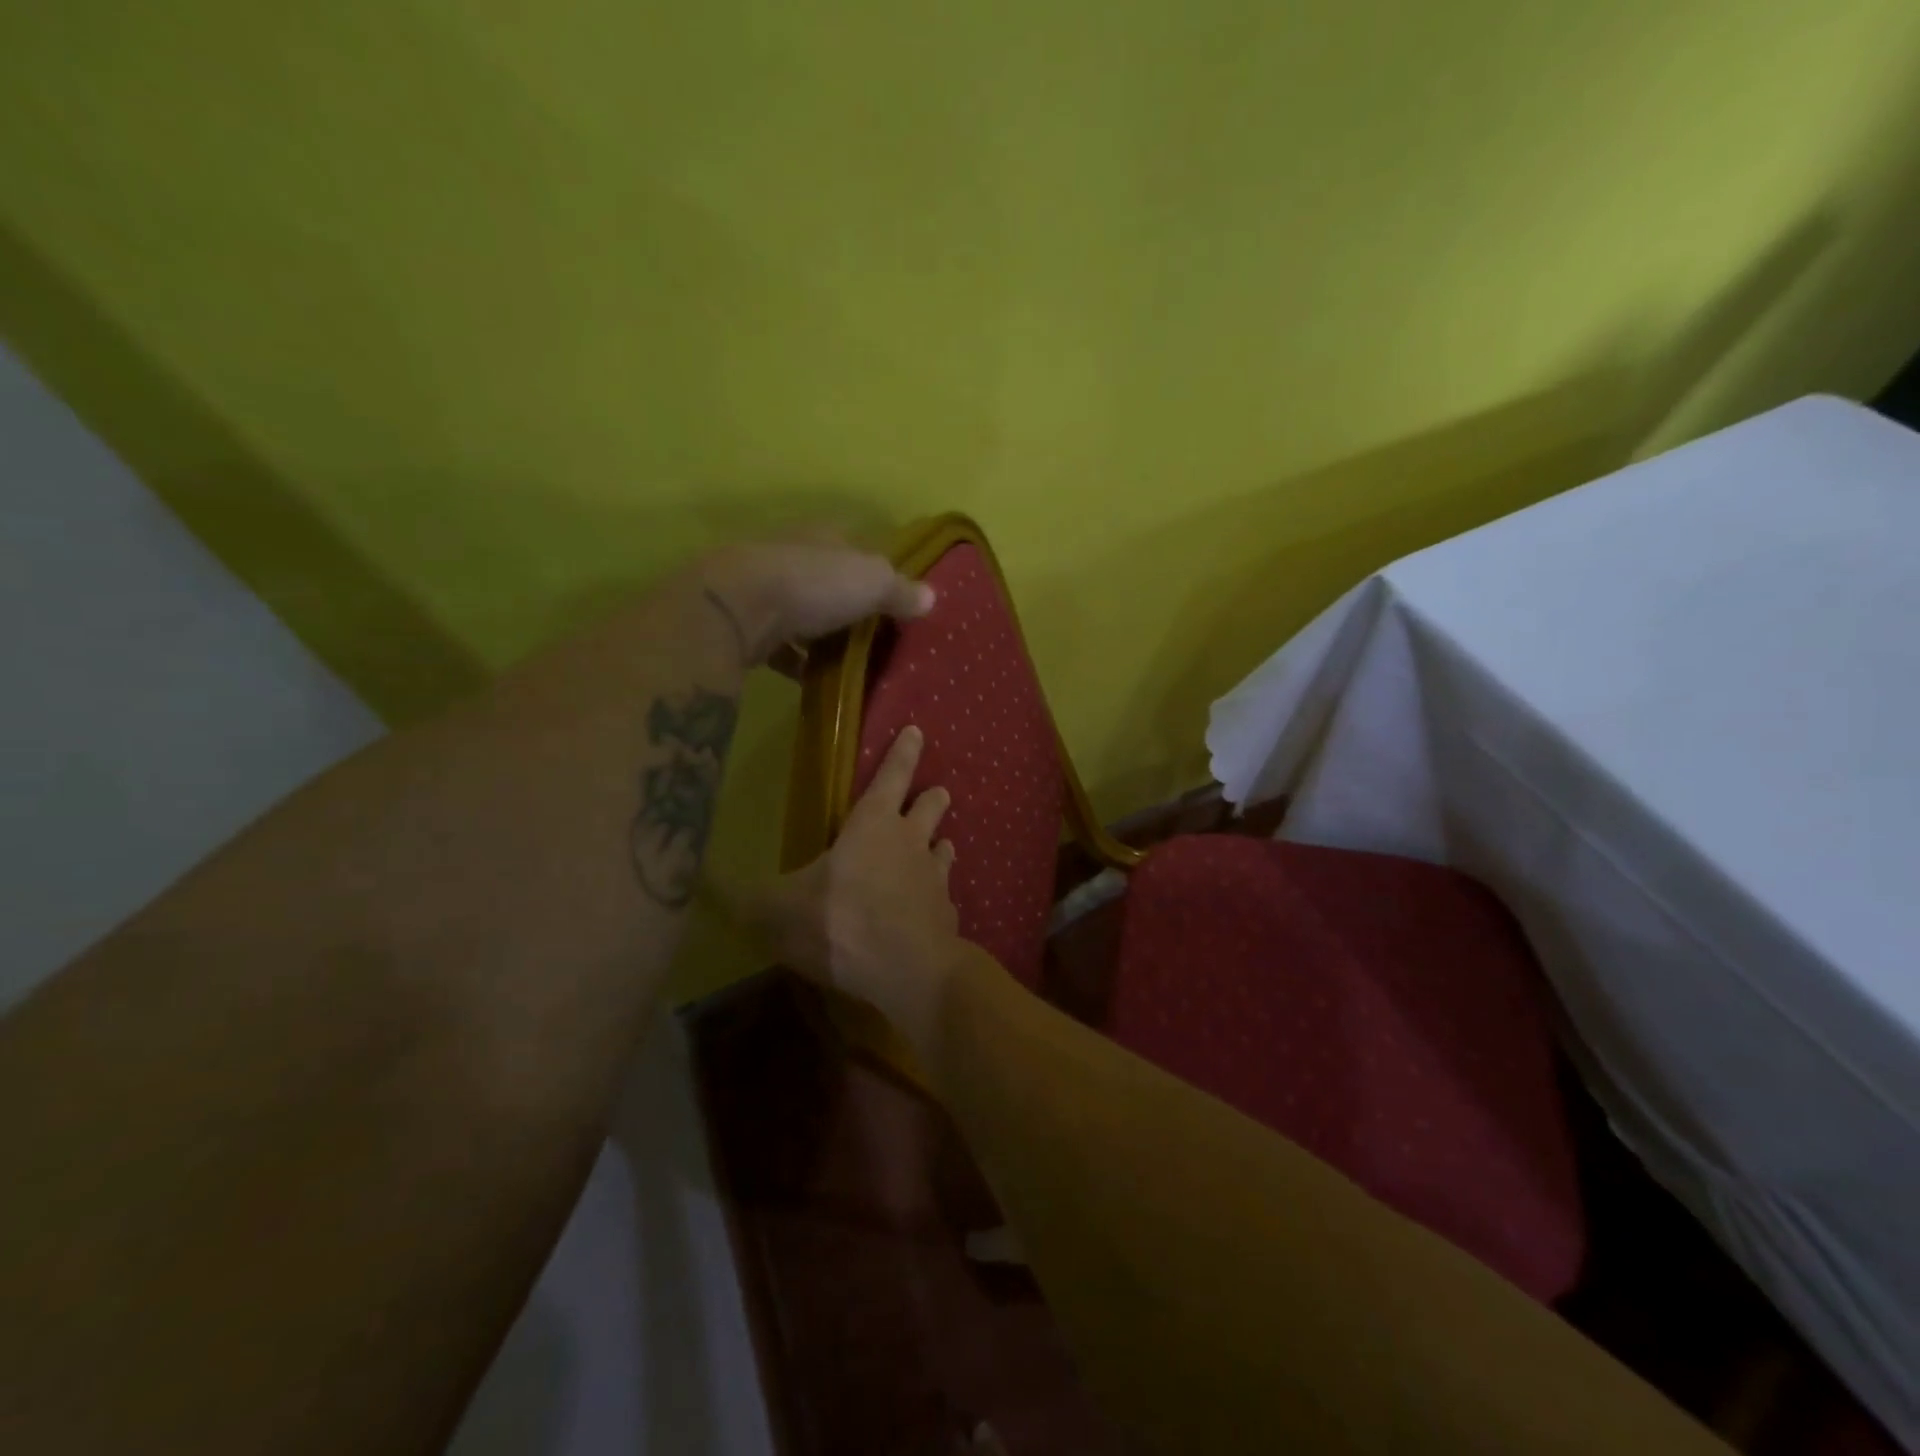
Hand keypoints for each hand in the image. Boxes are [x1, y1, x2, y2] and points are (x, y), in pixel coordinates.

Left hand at [698, 539, 932, 666]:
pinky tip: (806, 678)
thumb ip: (900, 590)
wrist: (736, 606)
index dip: (874, 569)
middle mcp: (790, 555)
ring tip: (843, 660)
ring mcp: (762, 588)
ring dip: (816, 632)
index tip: (892, 596)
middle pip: (825, 578)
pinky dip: (792, 660)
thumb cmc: (813, 584)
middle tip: (871, 633)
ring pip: (798, 610)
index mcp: (822, 537)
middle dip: (844, 603)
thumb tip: (932, 597)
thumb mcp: (871, 582)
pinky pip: (776, 644)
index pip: (854, 546)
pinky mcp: (743, 624)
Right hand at [748, 725, 963, 1027]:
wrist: (906, 971)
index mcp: (873, 825)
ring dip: (941, 845)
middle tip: (938, 792)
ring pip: (944, 849)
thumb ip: (741, 896)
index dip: (903, 751)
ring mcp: (934, 878)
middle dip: (932, 797)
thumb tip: (696, 881)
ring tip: (941, 845)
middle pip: (930, 807)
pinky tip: (932, 908)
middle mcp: (910, 842)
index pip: (892, 774)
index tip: (916, 731)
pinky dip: (938, 896)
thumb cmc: (839, 922)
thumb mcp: (776, 910)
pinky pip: (944, 896)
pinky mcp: (947, 915)